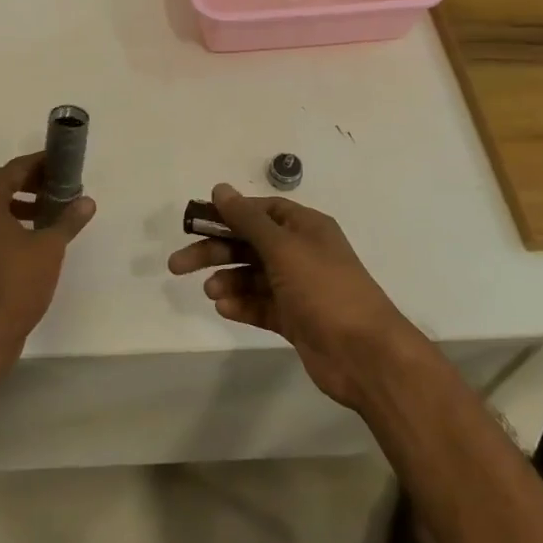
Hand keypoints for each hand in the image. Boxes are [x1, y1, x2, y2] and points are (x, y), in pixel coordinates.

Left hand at [0, 152, 95, 363]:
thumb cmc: (17, 283)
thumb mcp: (50, 248)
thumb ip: (68, 220)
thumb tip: (87, 201)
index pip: (12, 169)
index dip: (38, 164)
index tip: (60, 164)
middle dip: (19, 180)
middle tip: (47, 188)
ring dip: (10, 201)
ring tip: (42, 214)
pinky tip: (24, 239)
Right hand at [168, 183, 419, 408]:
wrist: (364, 354)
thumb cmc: (324, 289)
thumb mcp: (283, 247)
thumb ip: (247, 219)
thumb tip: (220, 188)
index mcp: (305, 227)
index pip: (261, 211)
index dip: (229, 214)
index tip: (197, 224)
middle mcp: (302, 253)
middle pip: (249, 244)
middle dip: (215, 251)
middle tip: (178, 264)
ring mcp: (298, 288)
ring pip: (252, 276)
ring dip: (228, 280)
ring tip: (211, 291)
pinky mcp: (294, 319)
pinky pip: (260, 305)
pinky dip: (241, 304)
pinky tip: (224, 307)